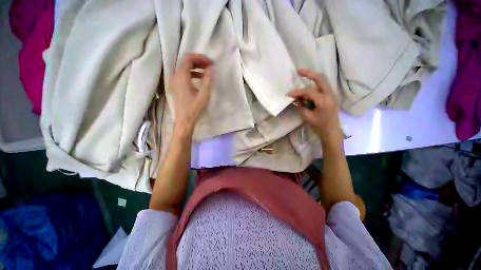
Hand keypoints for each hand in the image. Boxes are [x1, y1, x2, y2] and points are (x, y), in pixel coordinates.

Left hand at [169, 53, 213, 135]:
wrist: (185, 120)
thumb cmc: (194, 108)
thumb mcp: (204, 94)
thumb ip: (208, 79)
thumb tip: (211, 68)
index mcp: (181, 76)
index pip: (189, 58)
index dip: (200, 58)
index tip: (210, 63)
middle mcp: (175, 76)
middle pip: (186, 62)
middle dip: (199, 61)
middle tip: (210, 66)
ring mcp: (175, 81)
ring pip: (185, 68)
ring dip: (196, 67)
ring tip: (207, 72)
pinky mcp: (176, 86)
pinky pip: (184, 75)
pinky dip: (192, 73)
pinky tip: (200, 79)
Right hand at [287, 69, 340, 142]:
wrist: (332, 132)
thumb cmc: (320, 126)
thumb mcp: (307, 117)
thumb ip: (300, 106)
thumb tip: (294, 99)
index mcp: (324, 101)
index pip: (308, 91)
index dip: (297, 91)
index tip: (288, 94)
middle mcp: (330, 94)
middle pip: (320, 78)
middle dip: (309, 73)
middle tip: (298, 71)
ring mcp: (332, 95)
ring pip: (322, 81)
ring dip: (312, 78)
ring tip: (301, 77)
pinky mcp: (330, 96)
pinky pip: (322, 87)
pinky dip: (314, 86)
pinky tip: (307, 90)